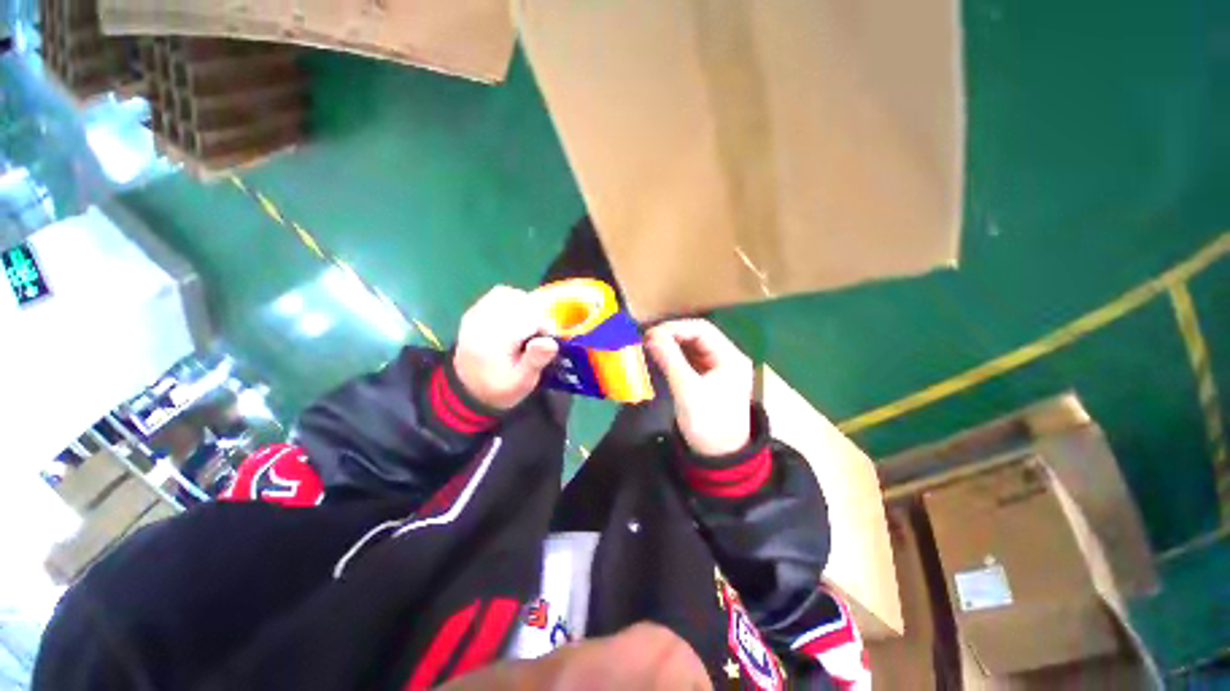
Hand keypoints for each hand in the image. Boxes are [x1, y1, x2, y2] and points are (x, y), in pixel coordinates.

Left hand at [454, 286, 559, 409]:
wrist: (469, 391)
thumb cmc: (501, 387)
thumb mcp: (522, 381)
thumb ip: (536, 360)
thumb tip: (551, 342)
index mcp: (494, 340)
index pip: (527, 317)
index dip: (544, 325)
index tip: (547, 340)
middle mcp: (481, 322)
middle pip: (517, 301)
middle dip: (534, 314)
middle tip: (538, 334)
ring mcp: (475, 314)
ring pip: (507, 294)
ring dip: (524, 306)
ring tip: (528, 325)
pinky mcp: (474, 312)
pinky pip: (497, 295)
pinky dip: (512, 302)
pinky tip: (516, 319)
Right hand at [645, 320, 752, 456]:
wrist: (719, 458)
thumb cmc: (707, 423)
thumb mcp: (687, 390)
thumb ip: (670, 359)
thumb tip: (651, 334)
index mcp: (730, 357)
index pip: (701, 329)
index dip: (675, 328)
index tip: (651, 334)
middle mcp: (727, 358)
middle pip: (698, 336)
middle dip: (672, 336)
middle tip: (647, 341)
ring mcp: (719, 369)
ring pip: (693, 348)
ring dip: (672, 346)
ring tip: (650, 348)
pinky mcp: (710, 379)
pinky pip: (691, 361)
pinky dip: (675, 358)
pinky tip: (661, 359)